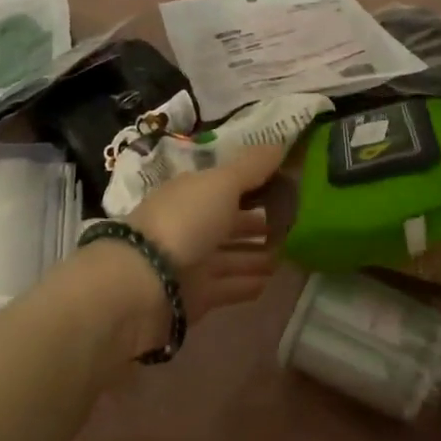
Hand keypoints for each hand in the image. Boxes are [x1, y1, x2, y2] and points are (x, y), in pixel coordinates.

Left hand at [128, 144, 286, 316]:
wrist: (144, 284)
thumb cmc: (185, 222)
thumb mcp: (221, 184)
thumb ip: (251, 167)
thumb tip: (280, 144)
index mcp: (192, 193)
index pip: (229, 185)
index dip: (256, 184)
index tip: (289, 187)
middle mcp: (191, 225)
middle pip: (230, 222)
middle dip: (259, 223)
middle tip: (296, 225)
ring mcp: (192, 262)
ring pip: (232, 255)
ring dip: (257, 255)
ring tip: (290, 255)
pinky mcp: (195, 296)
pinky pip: (228, 286)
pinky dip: (247, 283)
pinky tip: (270, 282)